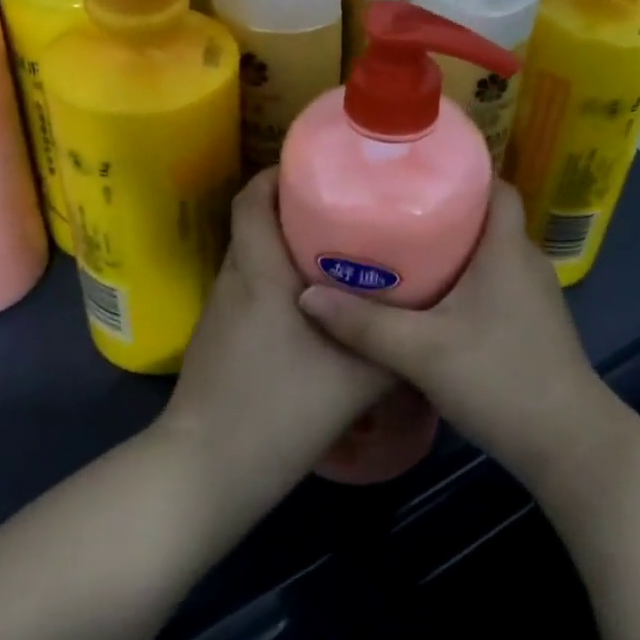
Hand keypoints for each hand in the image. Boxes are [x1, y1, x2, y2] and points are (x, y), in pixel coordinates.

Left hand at [158, 169, 395, 515]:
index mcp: (260, 271)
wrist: (209, 472)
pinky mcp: (218, 338)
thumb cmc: (281, 411)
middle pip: (256, 221)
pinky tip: (313, 305)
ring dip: (286, 245)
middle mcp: (235, 279)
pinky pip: (250, 288)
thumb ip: (395, 344)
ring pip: (253, 256)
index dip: (279, 172)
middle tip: (346, 207)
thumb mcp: (357, 379)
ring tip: (337, 248)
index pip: (253, 197)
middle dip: (295, 206)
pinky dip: (277, 280)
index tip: (319, 167)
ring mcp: (221, 310)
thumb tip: (431, 318)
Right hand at [297, 182, 617, 492]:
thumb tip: (306, 296)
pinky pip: (494, 283)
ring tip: (402, 247)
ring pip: (489, 254)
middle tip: (392, 209)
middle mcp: (525, 262)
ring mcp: (533, 296)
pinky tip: (431, 299)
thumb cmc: (500, 379)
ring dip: (452, 248)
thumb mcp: (422, 351)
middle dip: (444, 209)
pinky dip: (464, 280)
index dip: (464, 171)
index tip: (418, 172)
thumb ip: (364, 324)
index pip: (497, 186)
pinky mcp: (532, 325)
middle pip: (486, 218)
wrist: (568, 444)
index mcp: (507, 249)